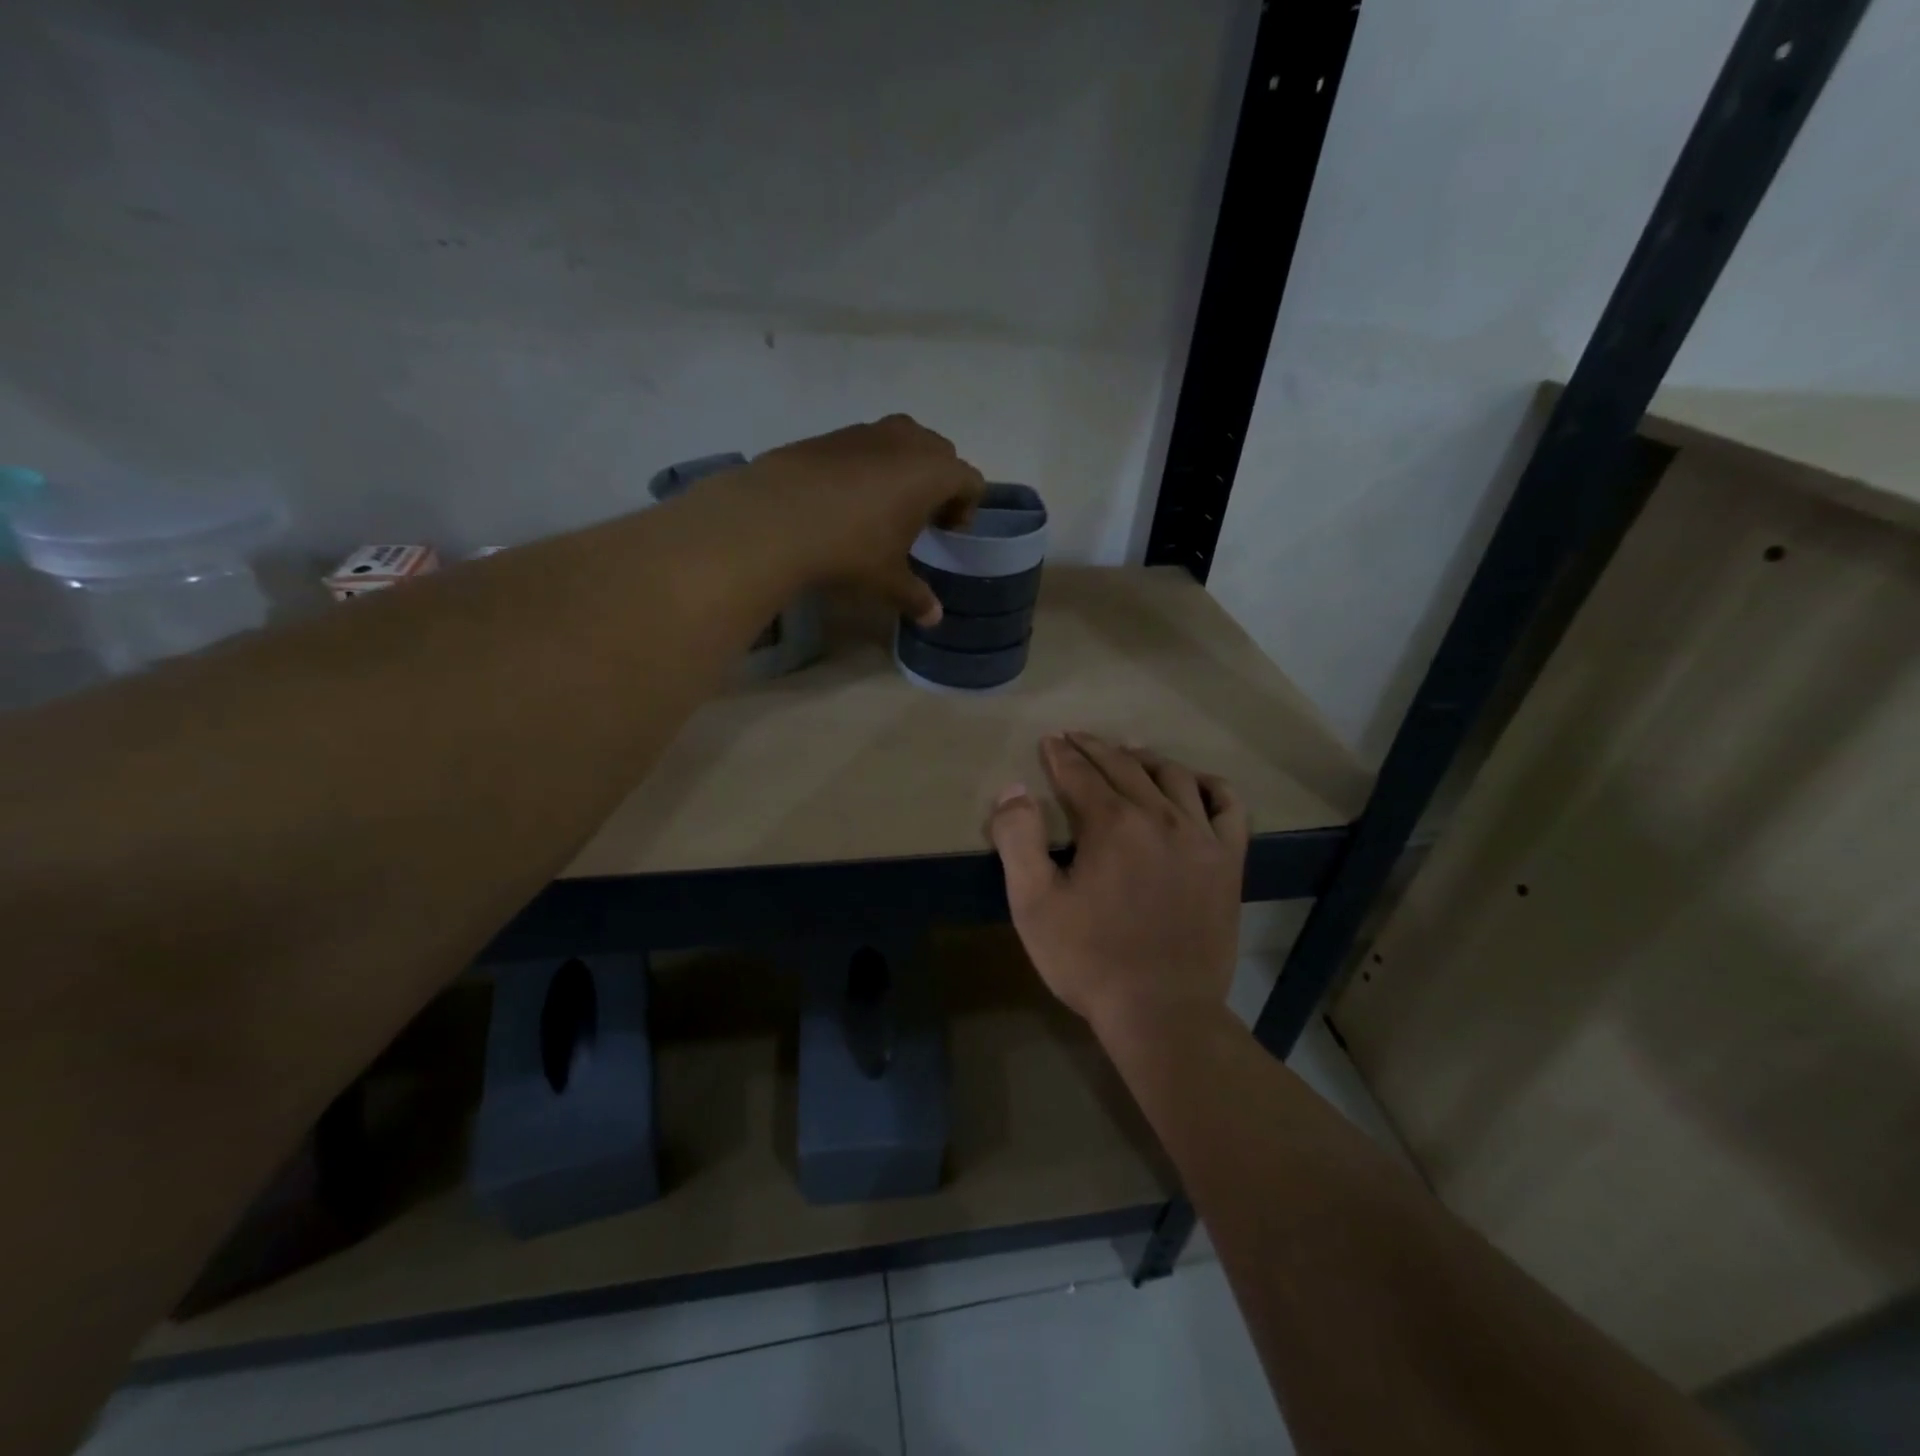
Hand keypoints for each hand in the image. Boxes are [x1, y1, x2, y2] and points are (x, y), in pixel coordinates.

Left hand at [739, 415, 984, 624]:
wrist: (774, 517)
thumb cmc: (849, 548)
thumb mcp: (887, 579)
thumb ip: (916, 596)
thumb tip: (934, 618)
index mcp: (933, 473)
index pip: (970, 480)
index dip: (966, 508)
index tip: (945, 533)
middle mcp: (907, 441)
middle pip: (942, 453)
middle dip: (939, 482)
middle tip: (920, 518)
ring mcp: (867, 431)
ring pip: (904, 440)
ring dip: (905, 467)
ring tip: (884, 505)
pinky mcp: (832, 434)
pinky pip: (867, 444)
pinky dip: (870, 464)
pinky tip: (845, 499)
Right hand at [986, 733, 1248, 1038]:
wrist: (1162, 1012)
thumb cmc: (1089, 959)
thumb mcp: (1033, 904)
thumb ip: (1018, 840)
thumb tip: (1013, 790)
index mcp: (1111, 824)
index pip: (1080, 773)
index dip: (1061, 755)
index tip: (1050, 741)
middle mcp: (1160, 817)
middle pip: (1124, 767)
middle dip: (1095, 748)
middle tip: (1076, 738)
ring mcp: (1201, 837)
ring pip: (1173, 777)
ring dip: (1144, 757)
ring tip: (1128, 752)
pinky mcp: (1228, 861)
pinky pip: (1228, 806)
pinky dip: (1209, 786)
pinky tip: (1194, 783)